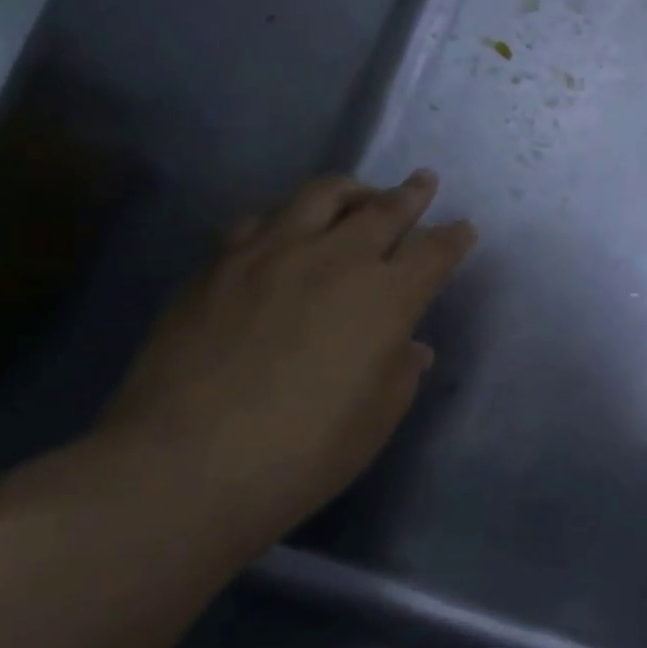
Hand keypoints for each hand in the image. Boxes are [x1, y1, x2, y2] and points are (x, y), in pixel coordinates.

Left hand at [97, 171, 475, 546]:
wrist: (183, 465)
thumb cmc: (303, 452)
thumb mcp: (376, 419)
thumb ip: (400, 372)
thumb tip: (408, 347)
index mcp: (386, 297)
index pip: (434, 251)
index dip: (454, 238)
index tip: (463, 230)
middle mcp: (335, 260)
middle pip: (384, 208)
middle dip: (412, 194)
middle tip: (424, 182)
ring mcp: (271, 254)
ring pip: (321, 195)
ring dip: (352, 191)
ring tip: (359, 196)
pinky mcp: (218, 264)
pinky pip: (262, 220)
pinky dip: (288, 216)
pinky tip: (285, 230)